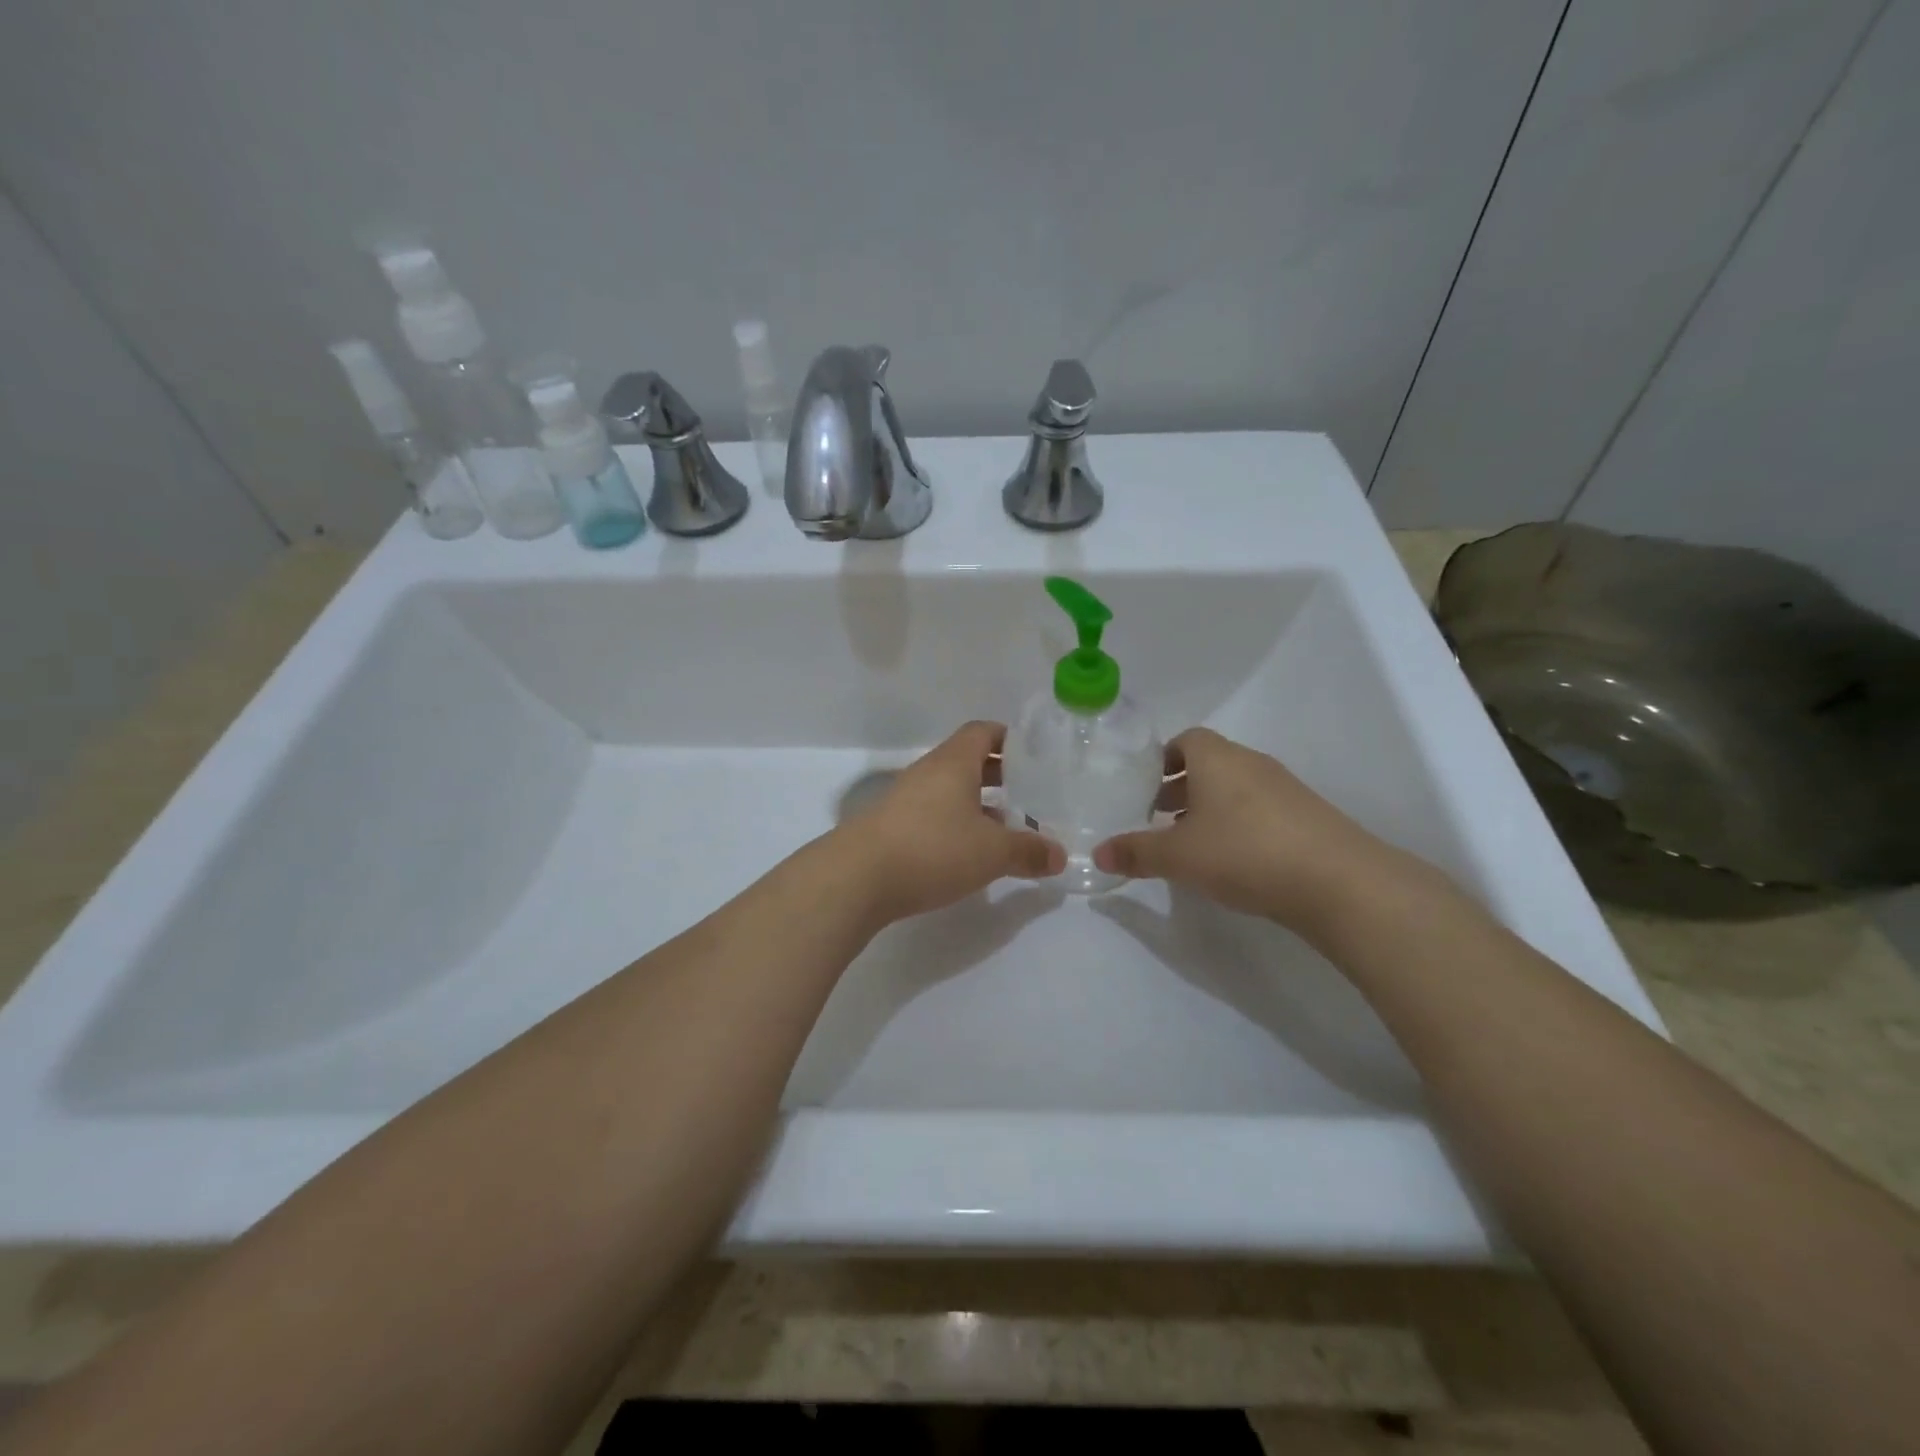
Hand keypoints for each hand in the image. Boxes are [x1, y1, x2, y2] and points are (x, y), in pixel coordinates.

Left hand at [842, 721, 1065, 924]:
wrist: (855, 878)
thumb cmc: (932, 849)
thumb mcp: (991, 852)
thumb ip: (1028, 851)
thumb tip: (1059, 855)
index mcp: (954, 762)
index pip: (983, 732)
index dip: (1010, 738)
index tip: (1035, 755)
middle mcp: (928, 772)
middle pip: (968, 761)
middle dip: (1000, 774)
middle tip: (1030, 793)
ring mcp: (906, 799)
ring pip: (951, 790)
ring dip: (978, 804)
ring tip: (1008, 828)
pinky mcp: (892, 827)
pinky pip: (933, 814)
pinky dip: (956, 825)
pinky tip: (970, 853)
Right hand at [1093, 727, 1413, 932]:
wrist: (1338, 881)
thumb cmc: (1244, 852)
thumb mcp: (1179, 856)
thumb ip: (1137, 853)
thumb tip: (1098, 855)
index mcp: (1217, 758)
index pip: (1185, 739)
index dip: (1162, 758)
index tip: (1144, 786)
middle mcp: (1251, 763)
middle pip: (1209, 763)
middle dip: (1180, 786)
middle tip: (1157, 816)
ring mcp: (1285, 788)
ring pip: (1235, 787)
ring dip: (1209, 807)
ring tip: (1191, 842)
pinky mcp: (1307, 816)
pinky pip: (1260, 809)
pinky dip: (1239, 824)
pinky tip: (1233, 860)